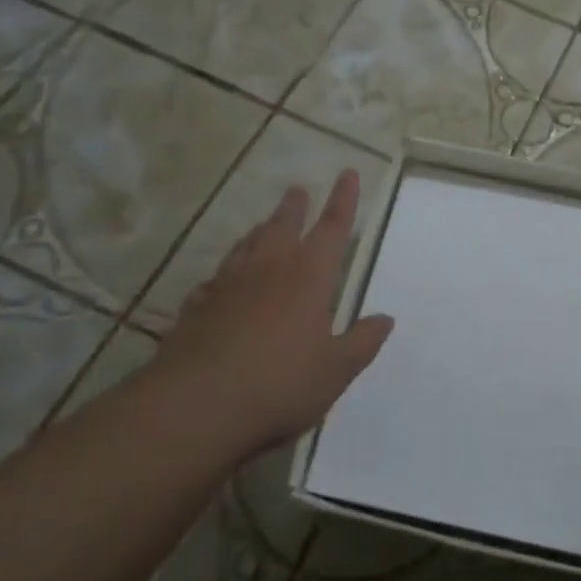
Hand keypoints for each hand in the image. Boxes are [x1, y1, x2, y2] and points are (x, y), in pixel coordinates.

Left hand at [158, 169, 394, 454]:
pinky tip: (220, 281)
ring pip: (247, 246)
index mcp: (309, 277)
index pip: (332, 228)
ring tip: (264, 223)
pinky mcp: (196, 308)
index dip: (343, 200)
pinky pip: (215, 279)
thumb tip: (385, 318)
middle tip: (297, 189)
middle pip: (283, 227)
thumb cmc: (279, 385)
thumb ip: (362, 342)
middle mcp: (269, 270)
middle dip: (294, 207)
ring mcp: (228, 286)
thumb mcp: (335, 371)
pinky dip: (225, 273)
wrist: (195, 407)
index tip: (348, 173)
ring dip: (259, 231)